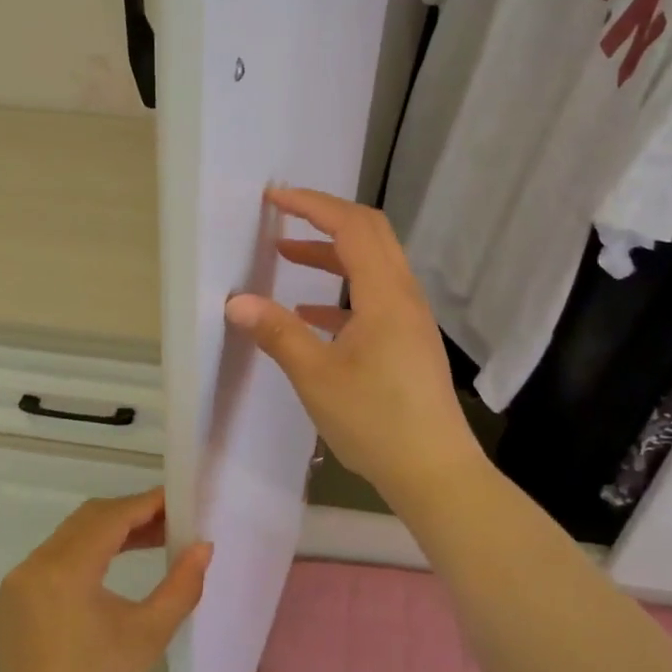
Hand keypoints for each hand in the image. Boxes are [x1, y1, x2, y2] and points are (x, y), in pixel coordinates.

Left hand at [0, 489, 210, 671]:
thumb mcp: (149, 634)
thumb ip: (182, 585)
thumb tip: (204, 546)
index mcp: (66, 570)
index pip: (111, 517)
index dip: (146, 504)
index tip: (177, 500)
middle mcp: (36, 563)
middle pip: (89, 518)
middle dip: (130, 514)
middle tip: (169, 521)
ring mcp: (20, 579)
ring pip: (70, 534)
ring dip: (108, 530)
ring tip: (150, 539)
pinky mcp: (14, 595)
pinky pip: (54, 555)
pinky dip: (85, 550)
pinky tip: (112, 562)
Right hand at [225, 186, 485, 508]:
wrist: (435, 473)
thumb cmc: (375, 421)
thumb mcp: (316, 376)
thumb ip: (277, 333)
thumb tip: (236, 301)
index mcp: (385, 294)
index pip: (351, 226)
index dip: (312, 205)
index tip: (274, 198)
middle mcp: (404, 296)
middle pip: (369, 235)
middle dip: (324, 220)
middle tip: (282, 218)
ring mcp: (410, 320)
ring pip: (371, 267)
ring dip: (330, 256)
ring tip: (286, 258)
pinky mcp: (408, 342)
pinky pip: (373, 299)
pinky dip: (340, 293)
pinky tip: (311, 315)